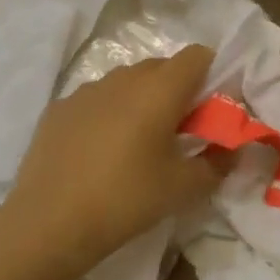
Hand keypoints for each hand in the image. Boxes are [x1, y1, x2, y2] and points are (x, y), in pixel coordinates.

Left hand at [5, 46, 219, 278]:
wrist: (47, 224)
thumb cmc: (125, 200)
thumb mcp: (182, 189)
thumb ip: (217, 164)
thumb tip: (232, 150)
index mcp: (160, 89)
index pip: (197, 55)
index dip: (211, 74)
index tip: (210, 108)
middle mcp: (124, 78)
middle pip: (162, 66)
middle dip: (177, 90)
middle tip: (179, 131)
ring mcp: (87, 90)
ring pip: (127, 81)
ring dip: (141, 100)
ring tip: (137, 143)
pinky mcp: (59, 107)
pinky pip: (96, 99)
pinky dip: (107, 113)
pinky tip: (99, 151)